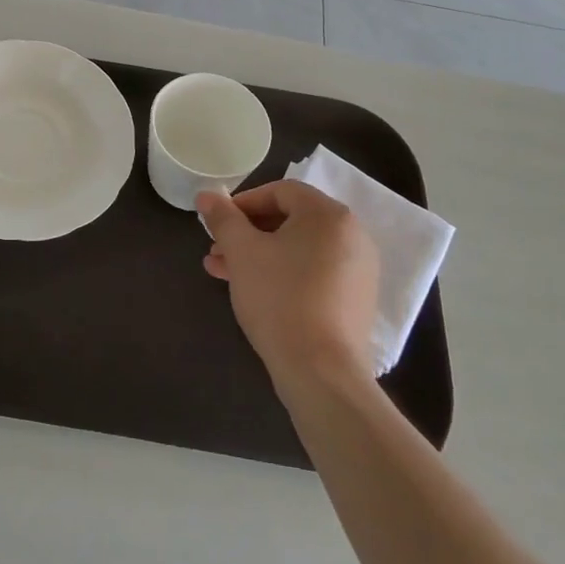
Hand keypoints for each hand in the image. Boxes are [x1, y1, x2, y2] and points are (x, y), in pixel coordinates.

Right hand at [198, 181, 381, 384]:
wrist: (321, 372)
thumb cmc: (279, 298)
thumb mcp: (242, 251)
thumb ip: (223, 218)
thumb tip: (206, 195)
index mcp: (329, 215)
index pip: (281, 191)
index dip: (243, 202)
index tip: (218, 222)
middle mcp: (352, 236)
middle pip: (290, 220)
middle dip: (247, 233)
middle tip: (216, 249)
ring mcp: (358, 270)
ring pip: (298, 249)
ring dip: (259, 254)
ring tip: (222, 272)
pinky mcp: (355, 300)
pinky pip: (313, 272)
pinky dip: (282, 273)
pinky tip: (253, 291)